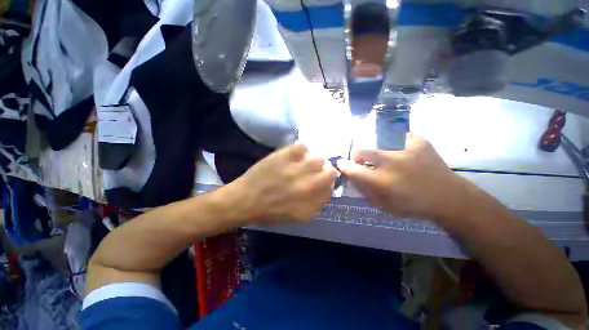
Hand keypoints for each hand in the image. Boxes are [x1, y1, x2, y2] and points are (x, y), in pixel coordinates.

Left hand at [232, 143, 337, 222]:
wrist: (244, 200)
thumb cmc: (270, 211)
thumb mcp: (297, 216)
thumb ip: (315, 205)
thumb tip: (326, 191)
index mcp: (310, 204)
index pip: (331, 189)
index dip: (329, 183)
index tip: (323, 181)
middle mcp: (307, 187)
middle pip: (330, 172)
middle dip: (326, 171)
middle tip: (316, 170)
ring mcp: (296, 170)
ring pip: (318, 158)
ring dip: (314, 160)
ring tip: (305, 162)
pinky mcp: (283, 157)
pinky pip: (302, 147)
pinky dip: (301, 150)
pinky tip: (295, 155)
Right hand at [337, 134, 467, 220]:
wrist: (449, 197)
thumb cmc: (413, 205)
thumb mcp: (383, 205)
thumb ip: (364, 190)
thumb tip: (352, 176)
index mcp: (381, 181)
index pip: (352, 169)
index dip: (344, 165)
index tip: (343, 164)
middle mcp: (390, 162)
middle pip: (362, 150)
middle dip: (358, 156)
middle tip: (364, 161)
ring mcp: (405, 149)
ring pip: (377, 142)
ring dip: (376, 150)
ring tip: (386, 157)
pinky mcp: (418, 141)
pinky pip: (398, 136)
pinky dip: (395, 144)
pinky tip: (401, 152)